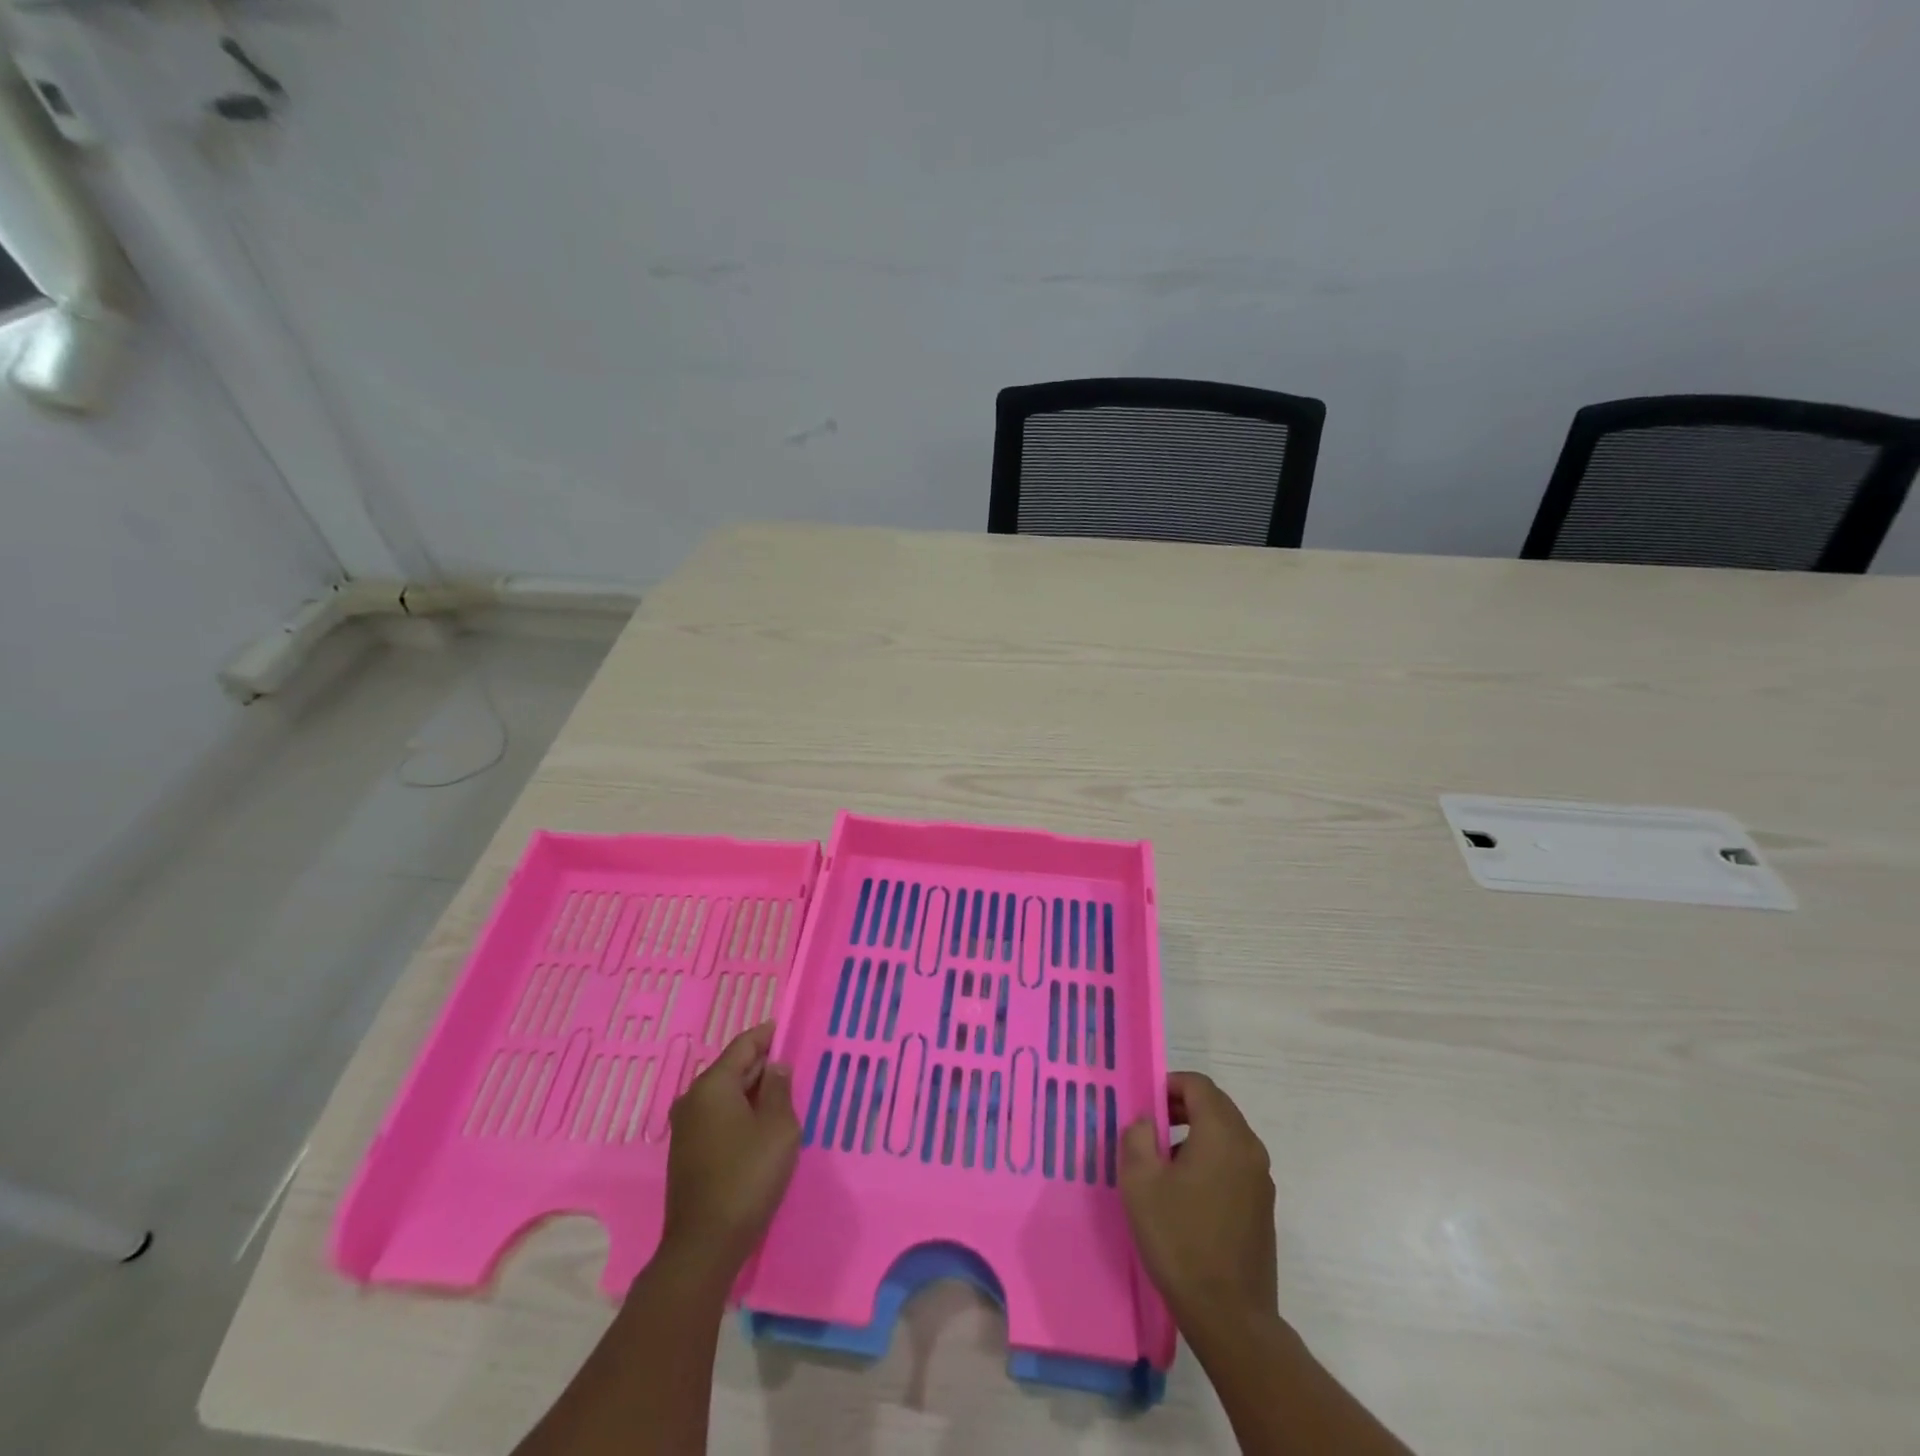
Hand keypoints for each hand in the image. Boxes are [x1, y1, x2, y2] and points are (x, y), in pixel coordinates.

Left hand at [660, 1021, 799, 1287]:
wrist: (704, 1245)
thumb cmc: (748, 1177)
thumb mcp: (779, 1127)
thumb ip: (779, 1089)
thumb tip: (775, 1067)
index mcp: (713, 1085)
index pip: (743, 1045)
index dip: (766, 1035)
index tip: (784, 1028)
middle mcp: (692, 1099)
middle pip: (731, 1068)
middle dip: (760, 1064)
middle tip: (789, 1065)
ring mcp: (685, 1127)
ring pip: (724, 1094)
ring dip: (750, 1091)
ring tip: (779, 1094)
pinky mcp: (686, 1152)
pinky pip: (717, 1116)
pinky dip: (738, 1112)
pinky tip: (758, 1125)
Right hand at [1119, 1072, 1277, 1325]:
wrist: (1230, 1316)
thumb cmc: (1180, 1240)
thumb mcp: (1140, 1182)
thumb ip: (1138, 1137)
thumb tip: (1149, 1120)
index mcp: (1223, 1134)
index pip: (1198, 1085)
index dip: (1169, 1084)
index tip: (1145, 1105)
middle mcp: (1249, 1147)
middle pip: (1216, 1106)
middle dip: (1182, 1107)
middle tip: (1151, 1129)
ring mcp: (1261, 1178)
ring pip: (1226, 1135)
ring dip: (1196, 1134)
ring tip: (1164, 1163)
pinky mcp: (1263, 1206)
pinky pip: (1234, 1162)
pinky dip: (1210, 1159)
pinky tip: (1187, 1194)